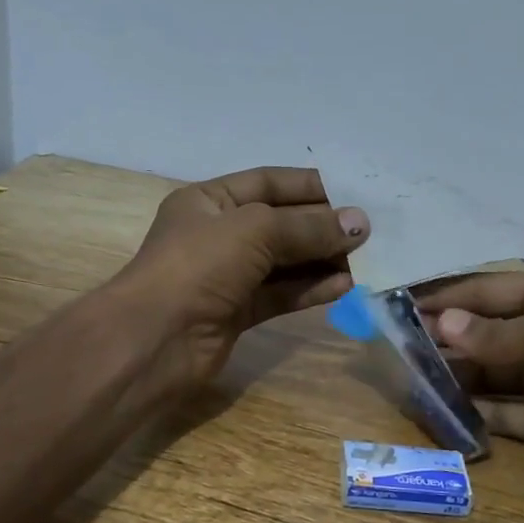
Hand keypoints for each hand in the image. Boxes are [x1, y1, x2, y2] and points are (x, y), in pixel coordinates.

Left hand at [117, 166, 369, 393]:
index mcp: (209, 200)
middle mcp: (218, 235)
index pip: (268, 183)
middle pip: (280, 223)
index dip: (311, 187)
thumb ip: (309, 227)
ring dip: (322, 260)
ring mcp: (227, 276)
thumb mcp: (255, 230)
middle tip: (368, 233)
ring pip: (284, 262)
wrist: (155, 339)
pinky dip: (311, 289)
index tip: (355, 195)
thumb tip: (360, 224)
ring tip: (366, 260)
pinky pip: (281, 294)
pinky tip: (345, 286)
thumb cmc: (198, 266)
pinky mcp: (237, 313)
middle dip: (322, 227)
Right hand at [417, 270, 523, 494]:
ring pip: (483, 374)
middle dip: (438, 339)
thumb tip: (441, 326)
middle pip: (478, 333)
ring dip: (448, 377)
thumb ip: (500, 332)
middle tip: (388, 349)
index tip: (397, 304)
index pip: (484, 290)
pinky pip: (498, 415)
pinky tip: (437, 414)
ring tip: (402, 381)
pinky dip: (470, 415)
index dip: (444, 296)